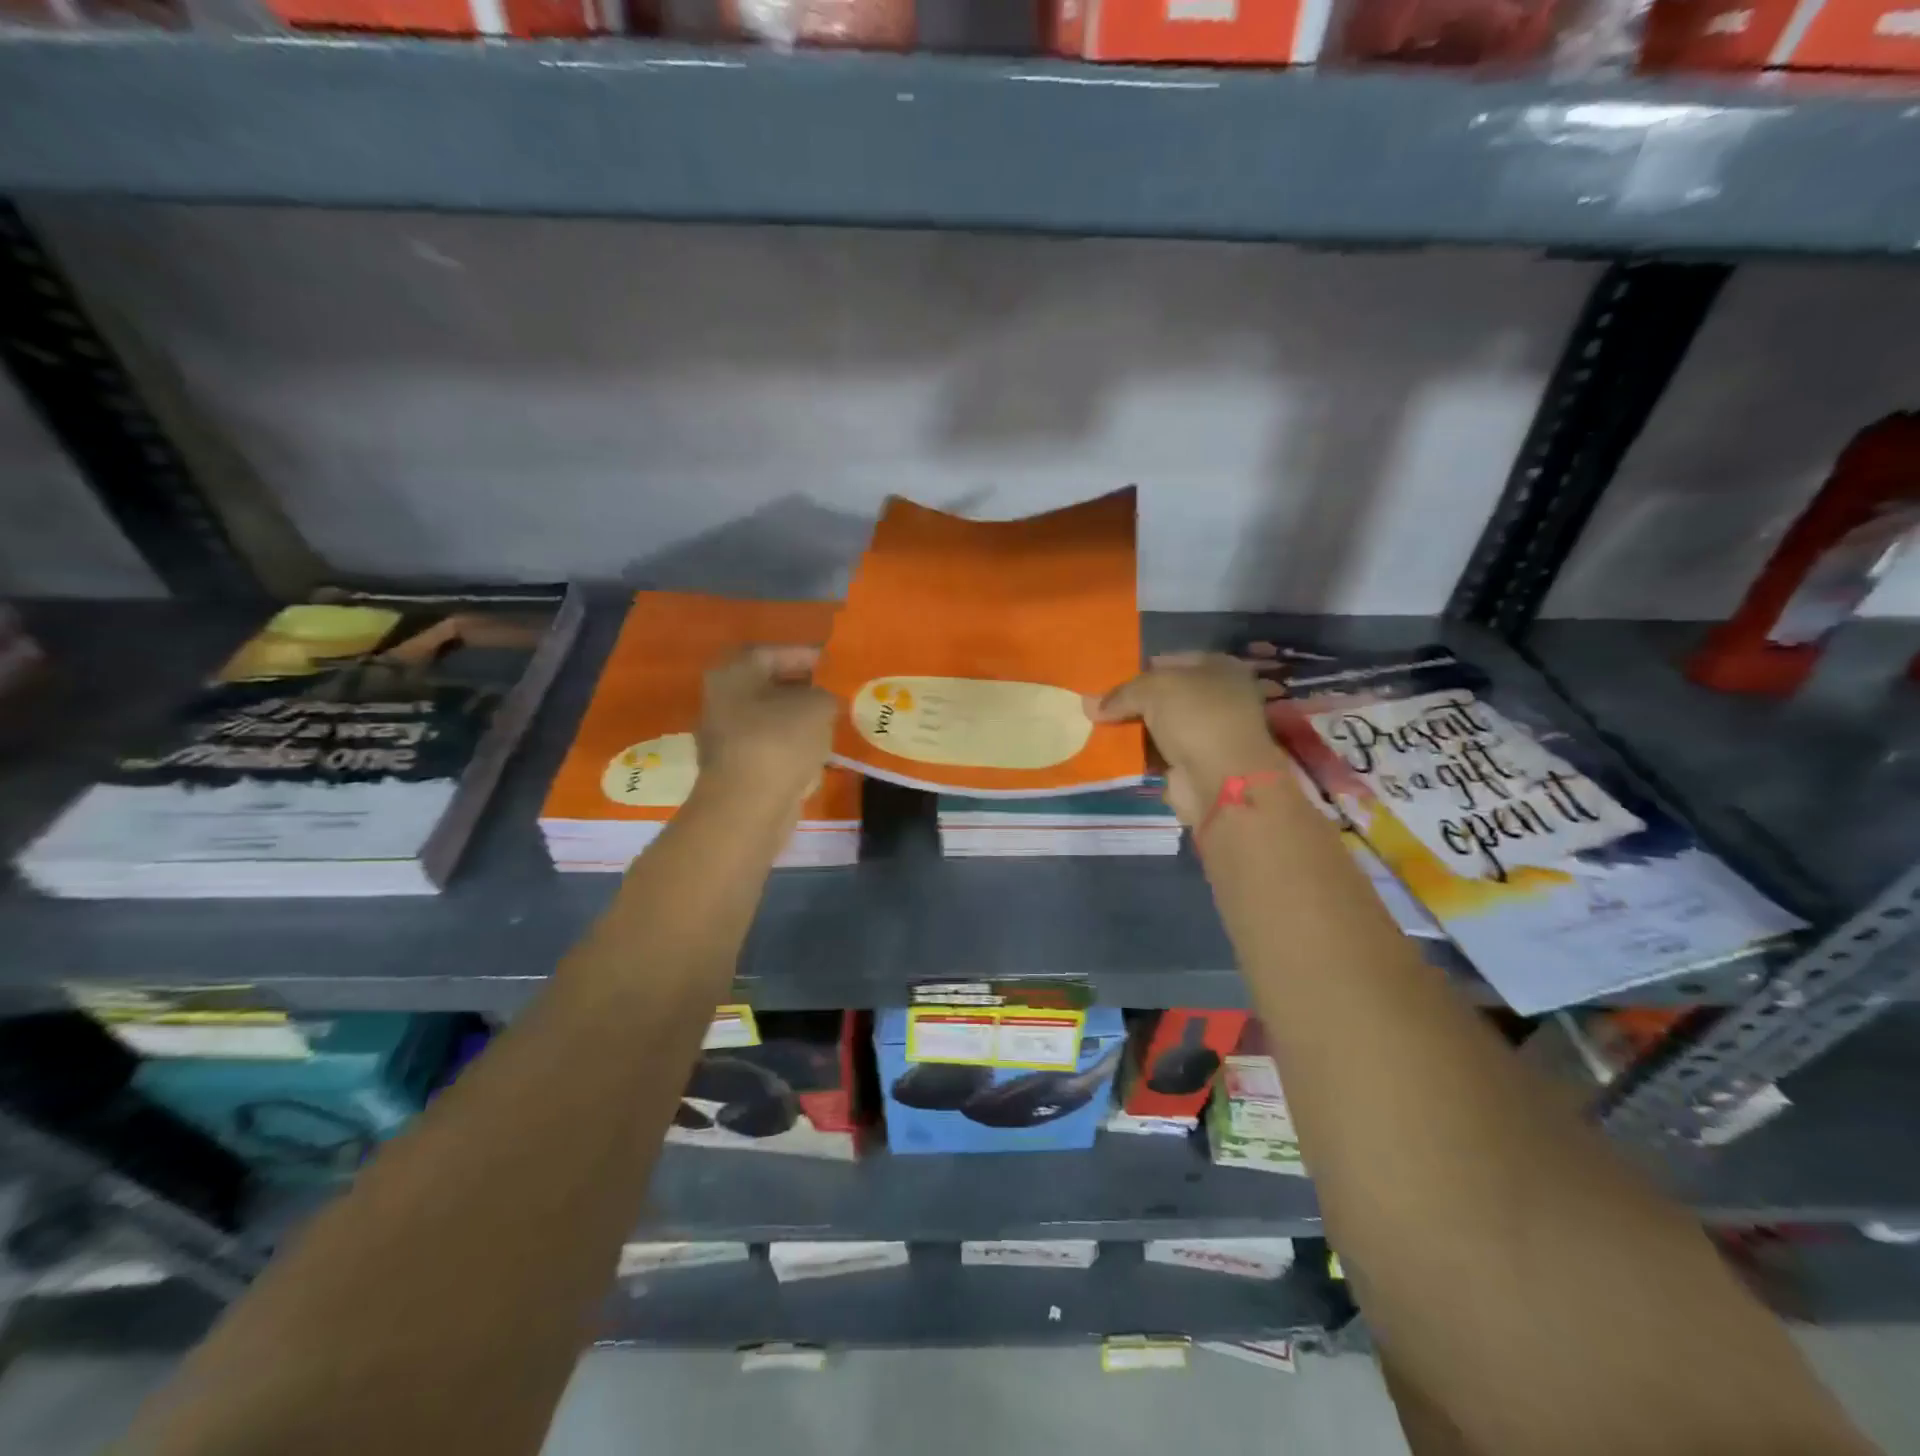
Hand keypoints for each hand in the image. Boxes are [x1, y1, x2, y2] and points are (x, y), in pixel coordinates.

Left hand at [696, 647, 837, 809]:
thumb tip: (823, 701)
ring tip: (832, 721)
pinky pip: (771, 747)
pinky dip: (793, 746)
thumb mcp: (817, 706)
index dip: (805, 655)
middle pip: (768, 686)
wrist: (749, 807)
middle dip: (802, 688)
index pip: (772, 653)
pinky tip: (818, 751)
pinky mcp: (737, 769)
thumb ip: (824, 694)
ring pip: (769, 719)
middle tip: (835, 691)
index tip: (832, 662)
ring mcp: (725, 738)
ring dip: (798, 719)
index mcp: (733, 674)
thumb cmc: (779, 742)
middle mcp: (722, 701)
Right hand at [1088, 653, 1284, 824]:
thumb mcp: (1154, 688)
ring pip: (1157, 725)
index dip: (1139, 668)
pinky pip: (1155, 753)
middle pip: (1162, 695)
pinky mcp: (1192, 764)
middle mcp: (1215, 698)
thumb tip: (1089, 705)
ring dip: (1130, 729)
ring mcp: (1205, 734)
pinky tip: (1109, 750)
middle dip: (1131, 701)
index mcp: (1218, 668)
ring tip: (1094, 726)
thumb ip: (1121, 693)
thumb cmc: (1196, 717)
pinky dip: (1135, 754)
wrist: (1221, 779)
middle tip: (1096, 705)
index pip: (1170, 661)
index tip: (1107, 678)